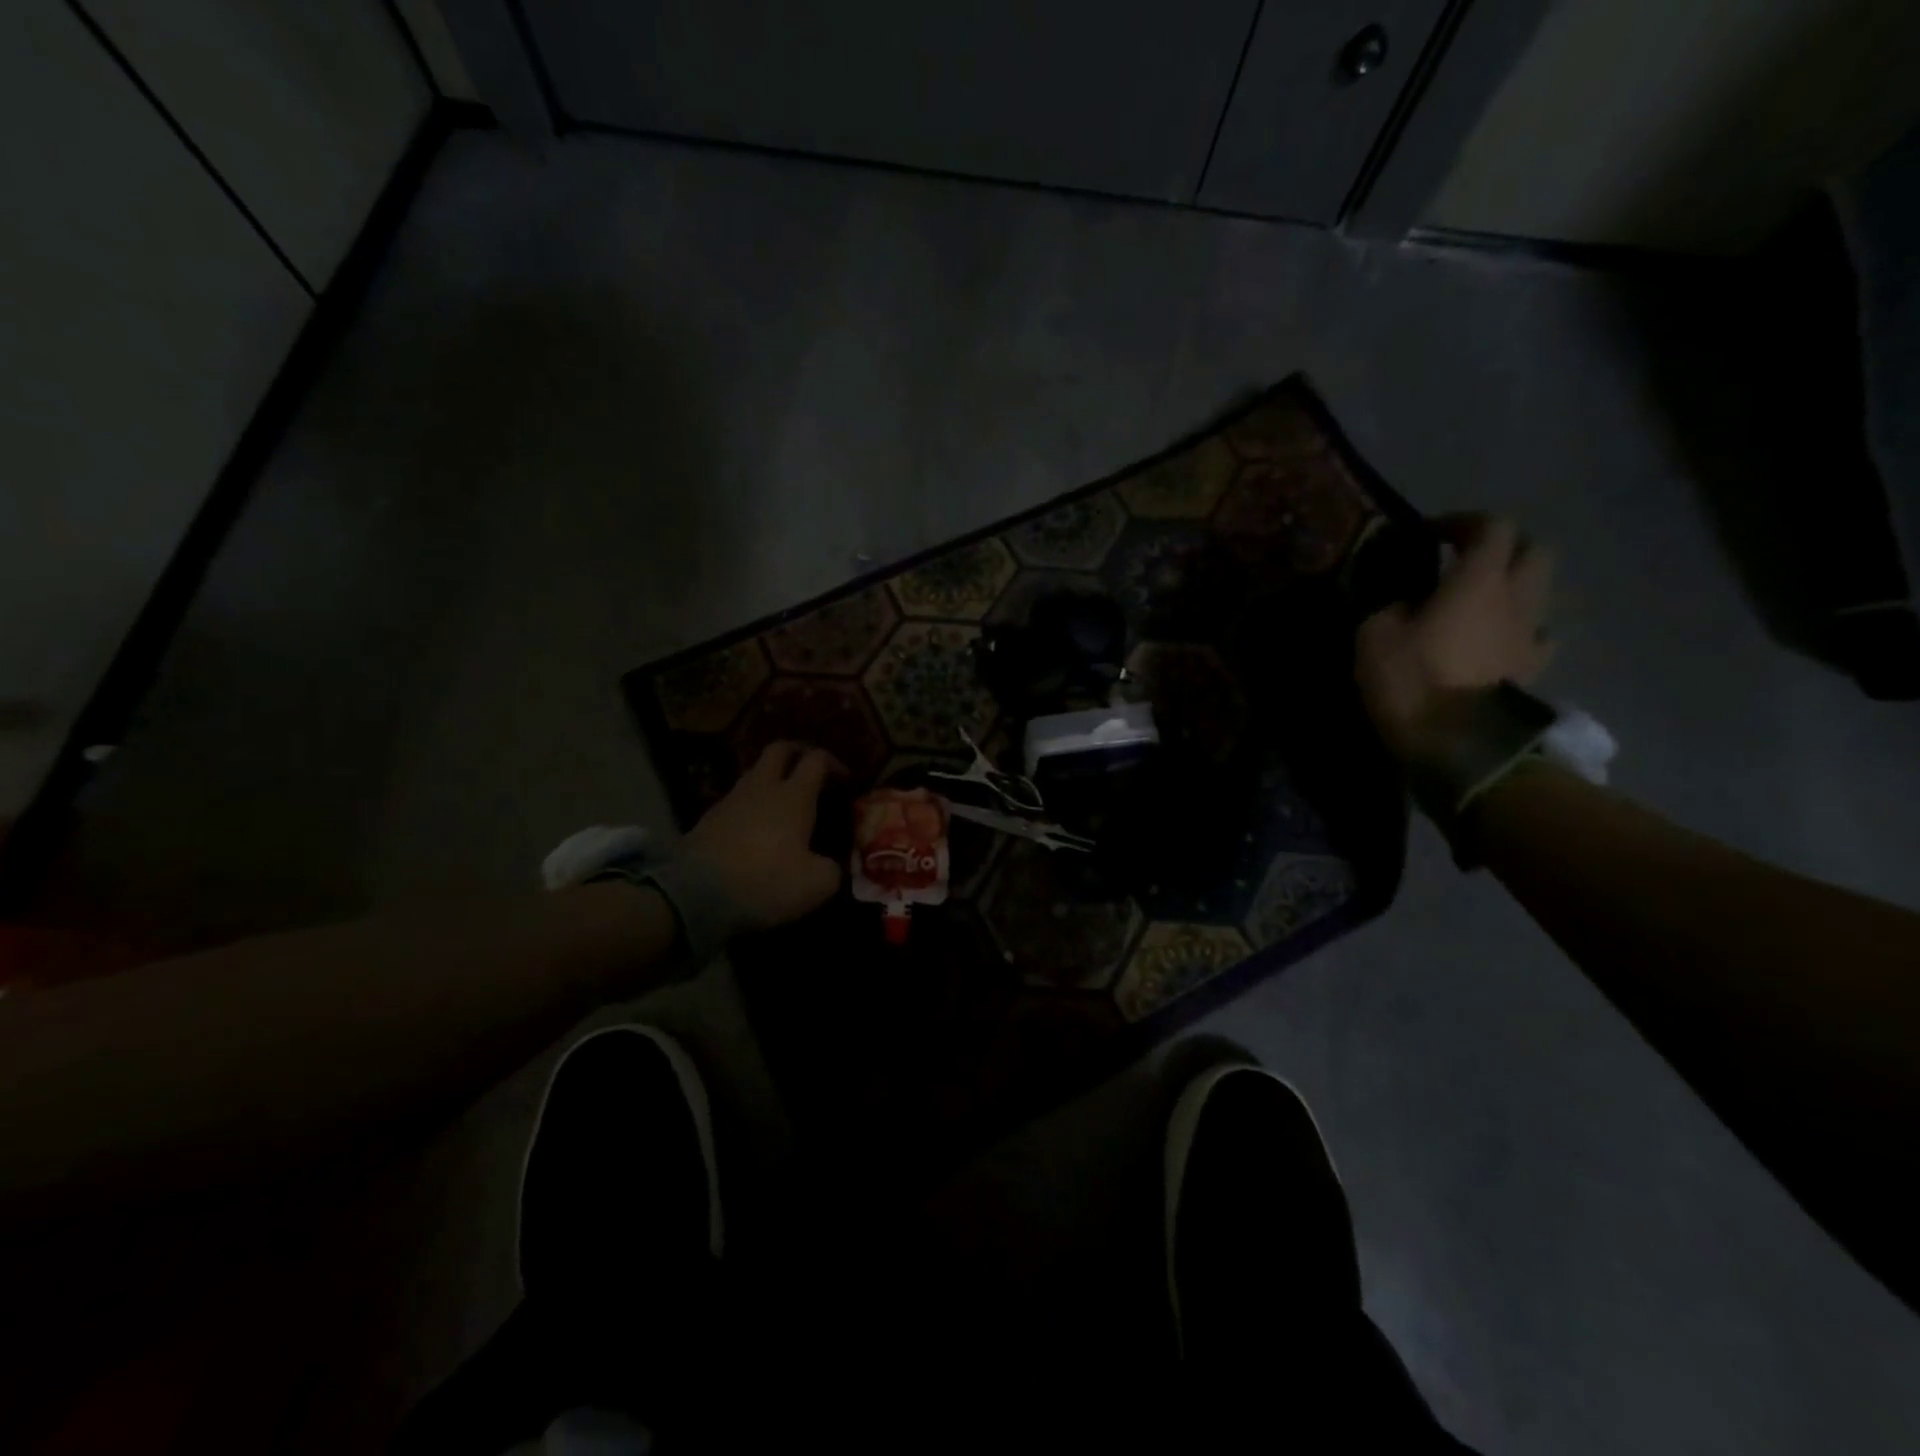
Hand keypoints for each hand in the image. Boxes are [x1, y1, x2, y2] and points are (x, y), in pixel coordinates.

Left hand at [681, 742, 846, 928]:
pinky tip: (756, 829)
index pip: (816, 759)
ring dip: (772, 779)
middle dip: (798, 753)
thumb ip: (832, 869)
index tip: (845, 780)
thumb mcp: (817, 884)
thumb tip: (830, 865)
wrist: (696, 896)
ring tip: (784, 803)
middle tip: (811, 771)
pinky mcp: (708, 819)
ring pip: (755, 773)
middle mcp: (762, 788)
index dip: (834, 763)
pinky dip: (751, 805)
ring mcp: (731, 800)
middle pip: (779, 750)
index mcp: (794, 796)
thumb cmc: (766, 881)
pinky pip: (736, 800)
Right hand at [1355, 514, 1554, 762]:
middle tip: (1466, 560)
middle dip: (1503, 547)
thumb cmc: (1411, 679)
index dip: (1461, 522)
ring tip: (1479, 602)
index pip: (1491, 526)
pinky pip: (1537, 635)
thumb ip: (1392, 607)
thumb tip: (1405, 603)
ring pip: (1539, 591)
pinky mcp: (1533, 669)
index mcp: (1478, 580)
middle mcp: (1517, 597)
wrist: (1454, 742)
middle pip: (1534, 550)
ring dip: (1514, 586)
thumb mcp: (1374, 634)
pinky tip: (1497, 640)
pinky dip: (1520, 629)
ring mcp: (1531, 635)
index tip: (1430, 533)